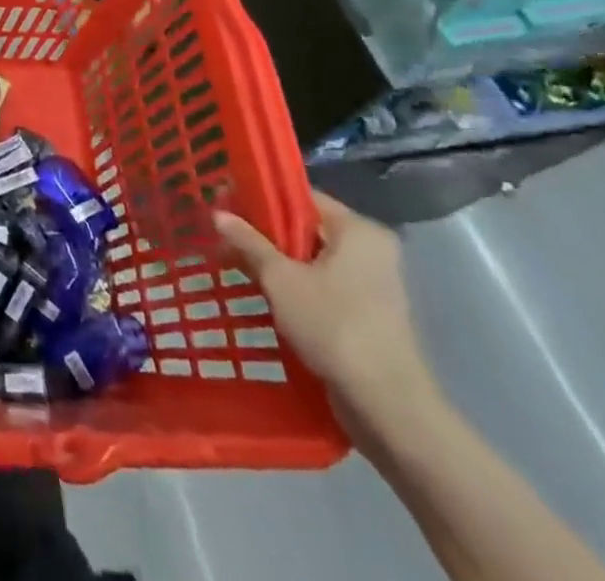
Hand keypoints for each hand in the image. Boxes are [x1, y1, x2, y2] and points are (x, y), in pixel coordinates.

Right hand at [213, 190, 437, 430]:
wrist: (387, 409)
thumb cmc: (335, 327)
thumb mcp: (280, 279)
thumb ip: (248, 242)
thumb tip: (217, 213)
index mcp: (358, 230)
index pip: (300, 197)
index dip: (259, 196)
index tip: (224, 202)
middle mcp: (369, 250)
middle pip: (304, 227)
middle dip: (262, 231)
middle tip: (222, 232)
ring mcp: (370, 285)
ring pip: (309, 258)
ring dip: (273, 260)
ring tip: (232, 260)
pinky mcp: (365, 315)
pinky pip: (319, 284)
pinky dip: (291, 285)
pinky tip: (257, 290)